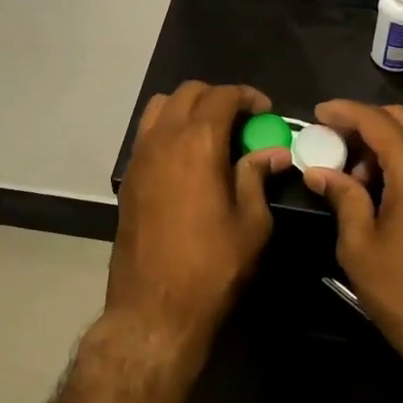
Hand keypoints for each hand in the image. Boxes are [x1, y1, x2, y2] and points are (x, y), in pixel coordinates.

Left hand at [110, 82, 283, 356]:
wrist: (154, 309)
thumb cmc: (212, 267)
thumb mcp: (251, 223)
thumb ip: (258, 177)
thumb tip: (274, 152)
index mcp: (198, 142)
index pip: (223, 96)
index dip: (248, 96)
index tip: (266, 112)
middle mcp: (164, 138)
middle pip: (189, 93)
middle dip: (218, 97)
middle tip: (242, 121)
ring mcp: (140, 156)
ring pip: (161, 106)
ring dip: (188, 107)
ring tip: (211, 132)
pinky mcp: (128, 176)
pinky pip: (148, 132)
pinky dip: (168, 128)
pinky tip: (187, 157)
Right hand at [302, 101, 402, 394]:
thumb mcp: (360, 246)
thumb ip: (342, 197)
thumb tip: (319, 172)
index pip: (376, 121)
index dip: (344, 112)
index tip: (318, 113)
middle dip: (367, 121)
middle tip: (336, 139)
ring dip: (388, 141)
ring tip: (358, 171)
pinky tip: (387, 186)